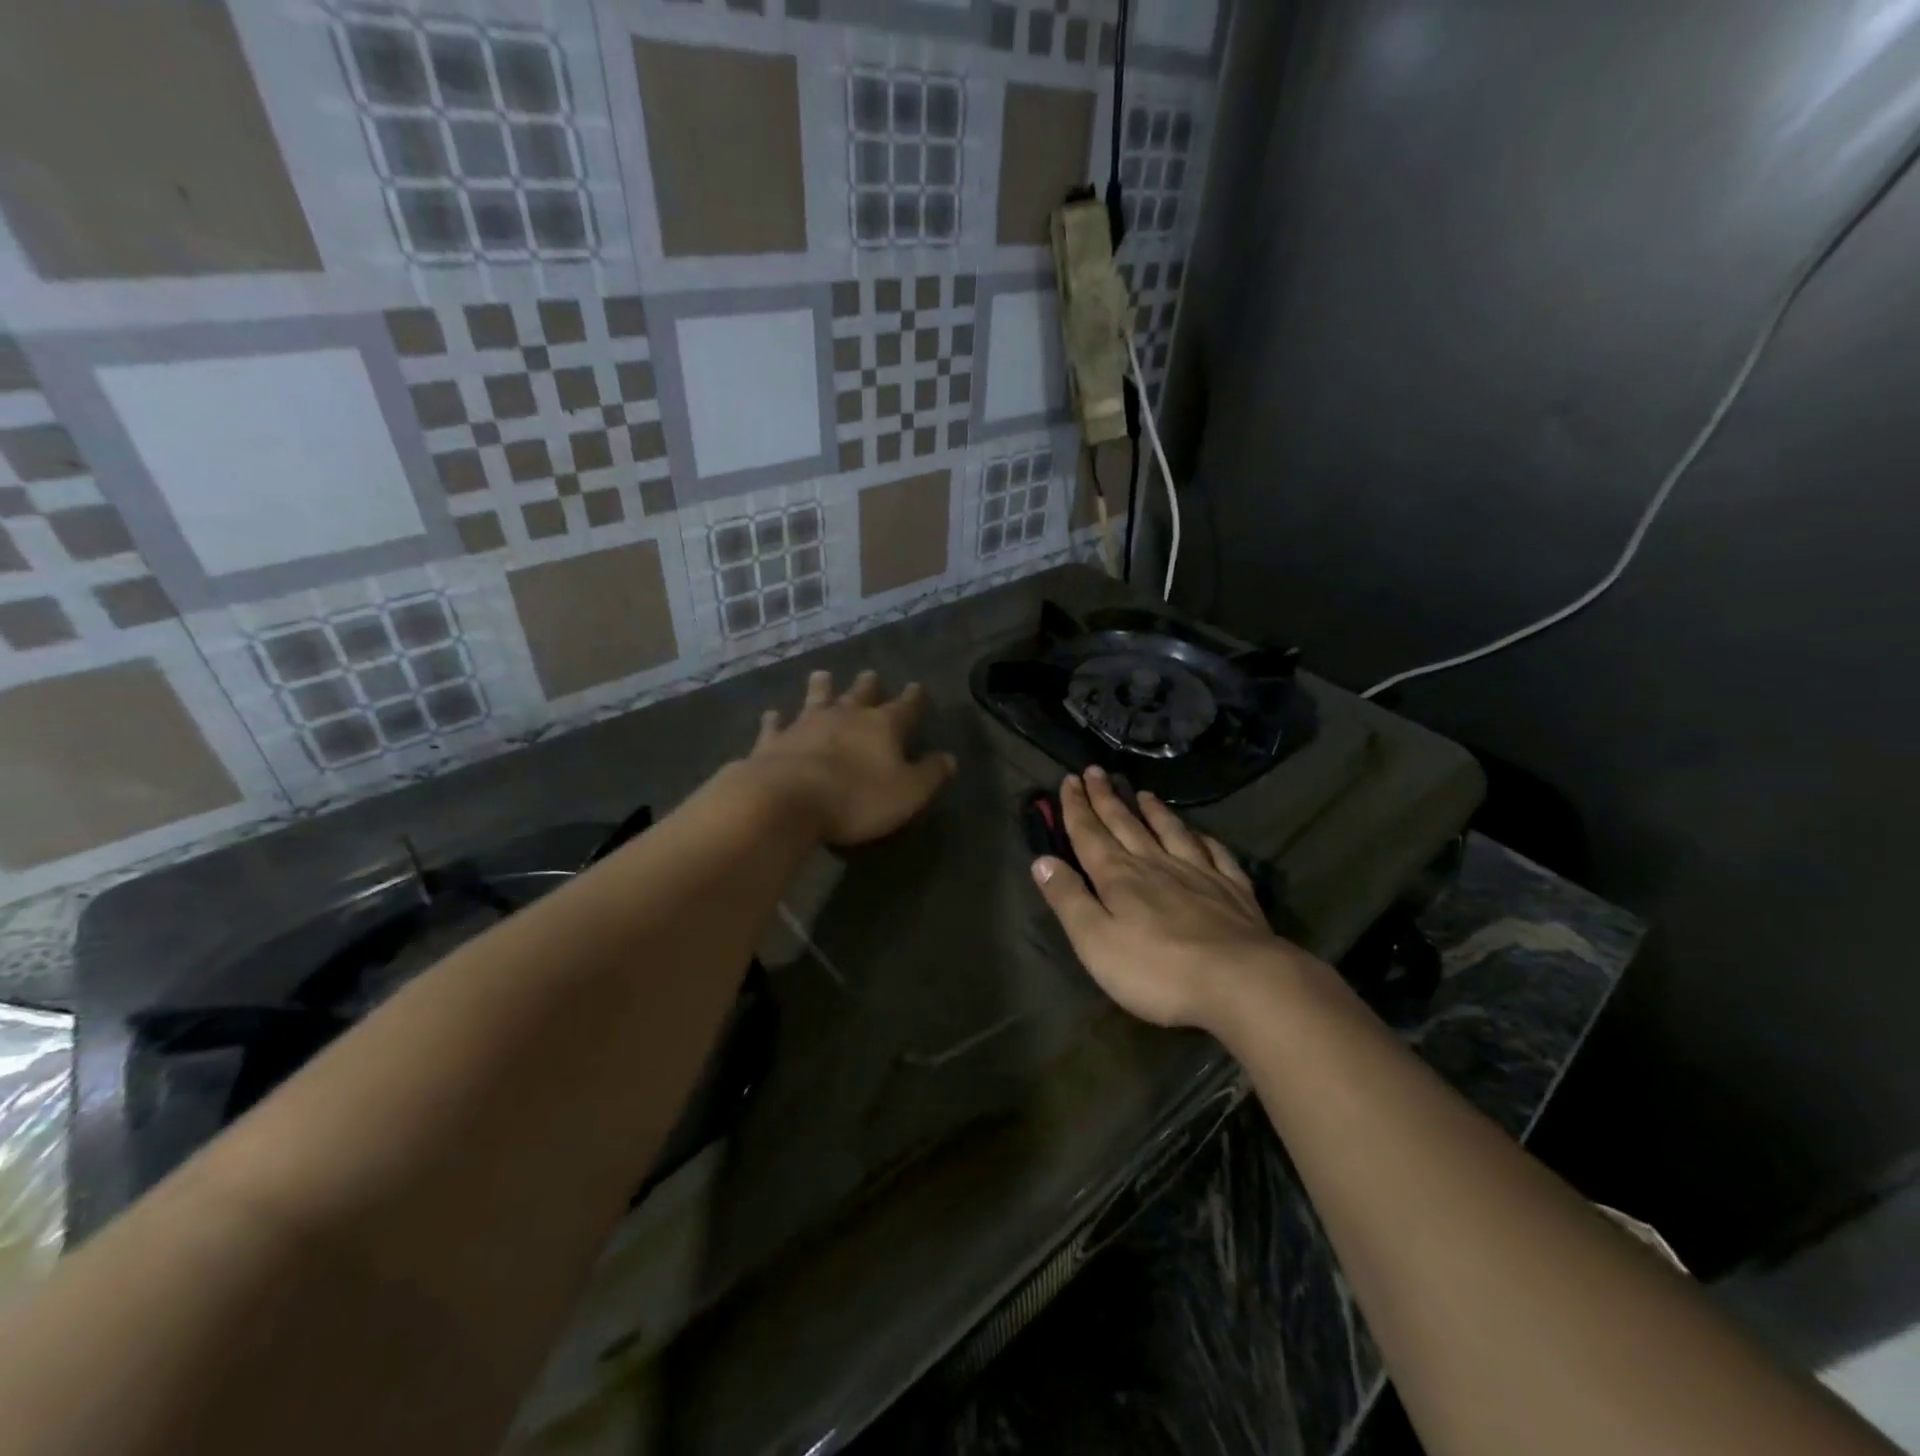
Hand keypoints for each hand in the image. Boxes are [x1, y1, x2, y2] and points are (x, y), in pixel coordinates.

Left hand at [749, 669, 957, 846]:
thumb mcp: (908, 793)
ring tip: (822, 675)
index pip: (904, 707)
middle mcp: (845, 716)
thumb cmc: (857, 798)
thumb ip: (930, 774)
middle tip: (870, 674)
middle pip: (860, 694)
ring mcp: (806, 724)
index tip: (916, 687)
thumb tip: (949, 758)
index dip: (913, 698)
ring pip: (816, 698)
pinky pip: (775, 725)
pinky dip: (775, 719)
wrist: (788, 800)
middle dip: (868, 685)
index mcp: (882, 726)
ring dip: (821, 687)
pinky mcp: (774, 740)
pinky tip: (772, 714)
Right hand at [1030, 767, 1295, 1029]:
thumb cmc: (1157, 969)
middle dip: (1106, 798)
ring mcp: (1199, 874)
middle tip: (1095, 771)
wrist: (1241, 981)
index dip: (1076, 808)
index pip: (1090, 835)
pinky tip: (1201, 834)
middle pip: (1126, 825)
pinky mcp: (1233, 891)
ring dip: (1154, 812)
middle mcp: (1156, 865)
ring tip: (1143, 793)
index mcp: (1119, 877)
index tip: (1068, 779)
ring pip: (1170, 832)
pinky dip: (1204, 839)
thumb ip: (1068, 899)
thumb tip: (1042, 860)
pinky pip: (1216, 854)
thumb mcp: (1095, 941)